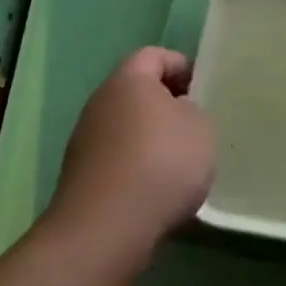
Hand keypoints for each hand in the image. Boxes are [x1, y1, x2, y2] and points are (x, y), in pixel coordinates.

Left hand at [48, 47, 215, 264]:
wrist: (105, 230)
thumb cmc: (161, 164)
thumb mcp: (200, 128)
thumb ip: (193, 111)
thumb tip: (177, 112)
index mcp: (128, 79)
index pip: (154, 55)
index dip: (181, 65)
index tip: (204, 88)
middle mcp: (100, 102)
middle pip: (136, 91)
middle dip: (166, 103)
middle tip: (196, 124)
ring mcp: (85, 141)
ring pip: (125, 127)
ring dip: (150, 138)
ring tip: (181, 162)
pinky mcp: (81, 177)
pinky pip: (117, 159)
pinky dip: (137, 167)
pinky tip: (157, 190)